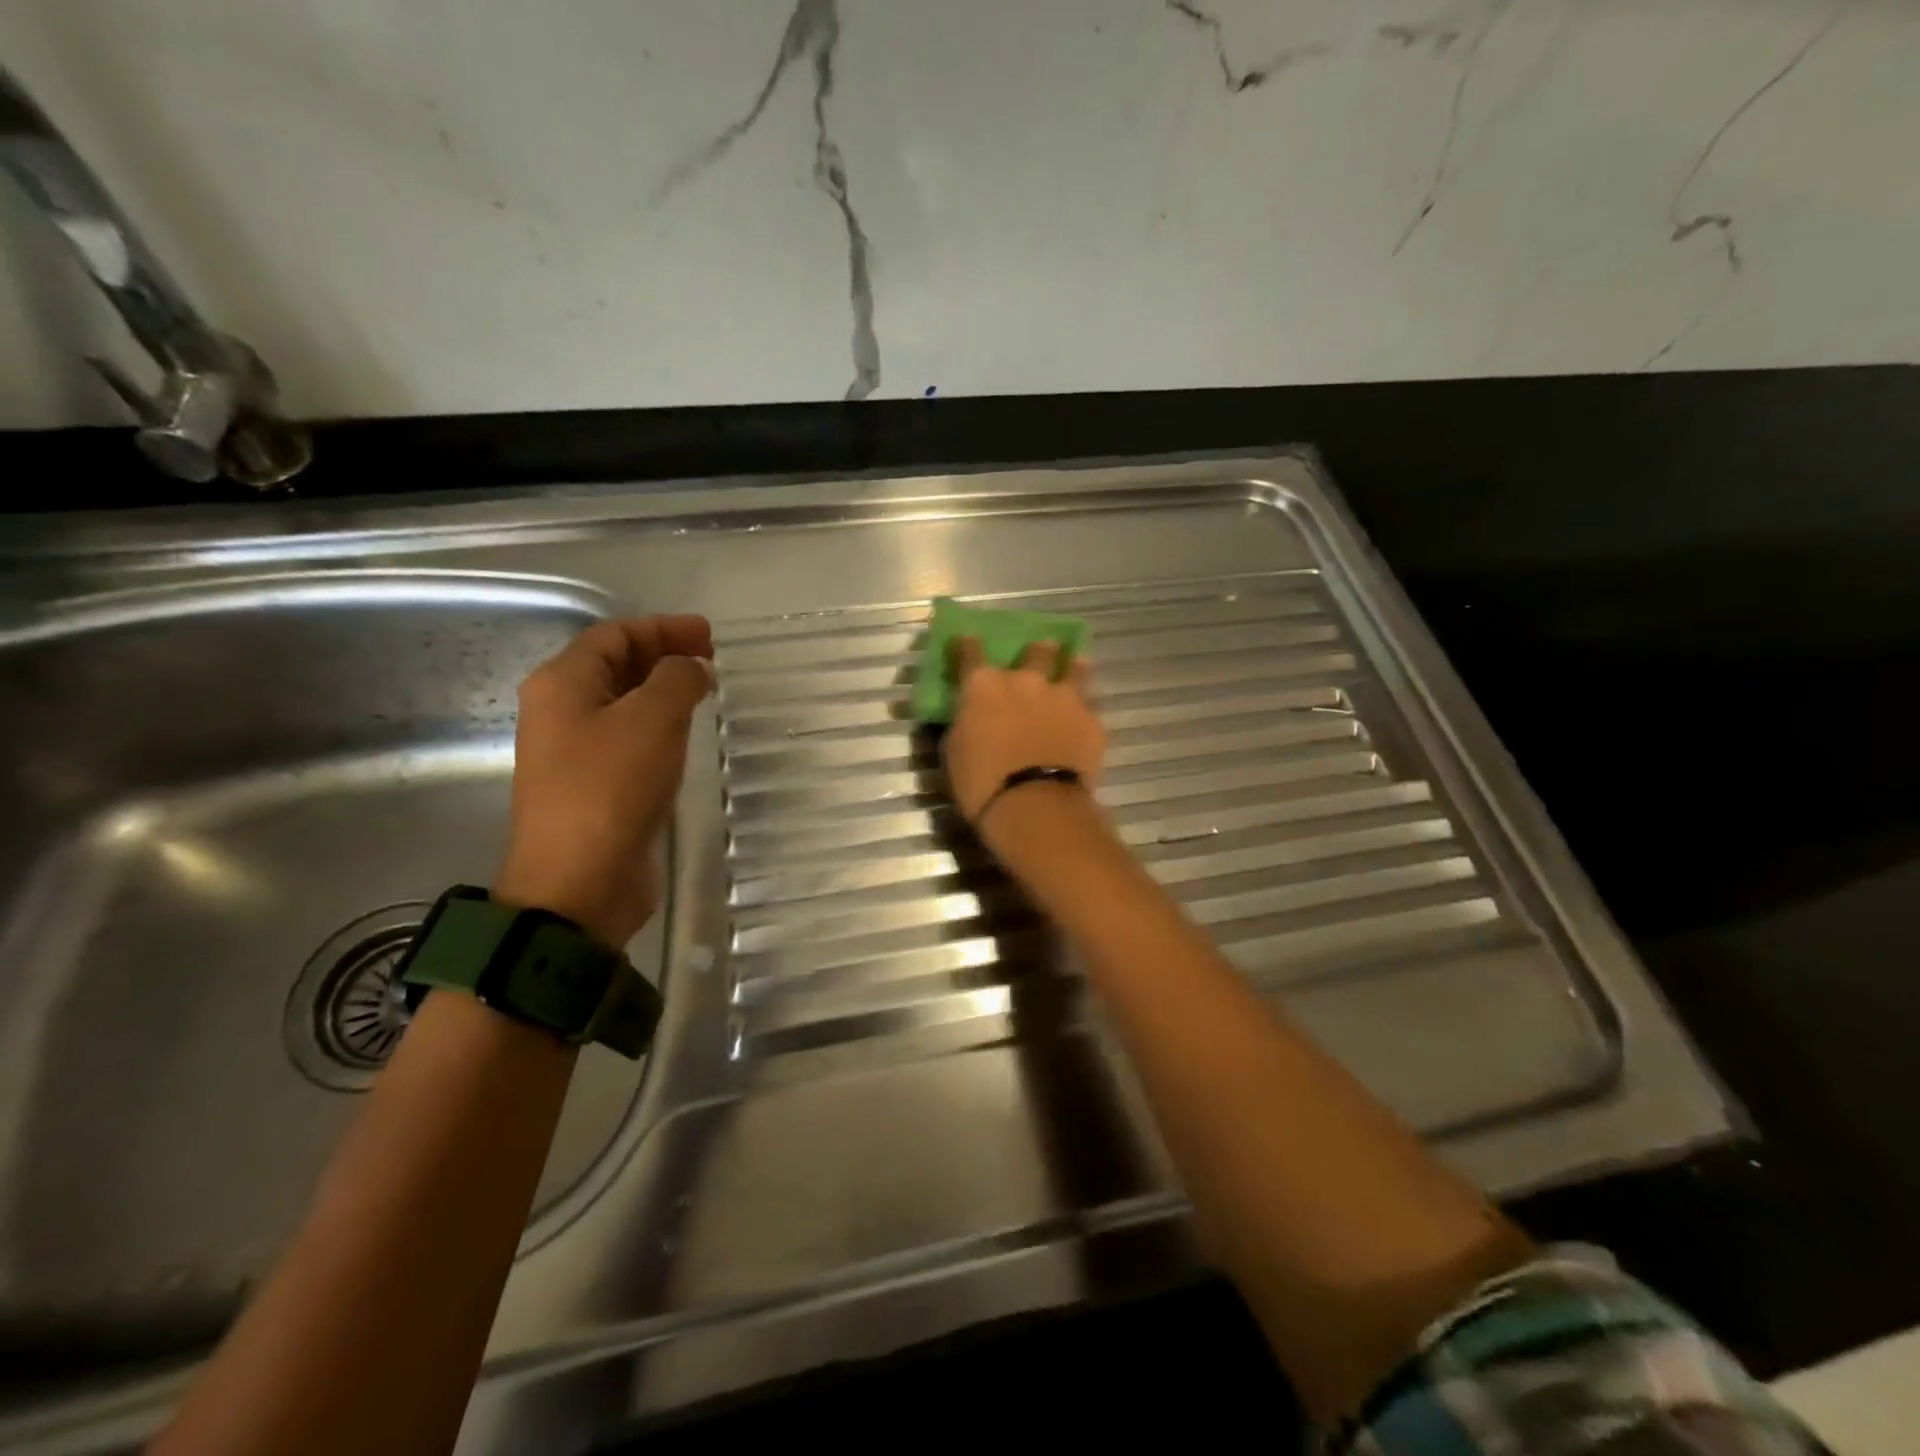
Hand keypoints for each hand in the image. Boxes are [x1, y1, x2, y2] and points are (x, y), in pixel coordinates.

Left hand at [493, 616, 713, 948]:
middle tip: (712, 659)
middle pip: (615, 665)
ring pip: (623, 703)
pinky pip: (628, 738)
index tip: (710, 635)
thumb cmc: (611, 789)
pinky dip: (659, 725)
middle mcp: (560, 711)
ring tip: (706, 691)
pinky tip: (685, 734)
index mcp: (562, 684)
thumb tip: (692, 668)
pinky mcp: (594, 785)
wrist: (579, 882)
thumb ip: (677, 679)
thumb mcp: (652, 720)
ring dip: (663, 690)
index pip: (614, 634)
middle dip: (664, 654)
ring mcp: (574, 751)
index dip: (663, 627)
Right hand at [942, 636, 1105, 825]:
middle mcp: (1026, 680)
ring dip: (1072, 666)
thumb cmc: (981, 783)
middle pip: (1037, 649)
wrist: (1035, 806)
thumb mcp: (955, 750)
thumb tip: (970, 715)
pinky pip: (1090, 705)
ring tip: (1074, 666)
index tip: (968, 639)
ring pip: (1074, 667)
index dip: (967, 644)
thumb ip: (964, 722)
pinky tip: (1084, 717)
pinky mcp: (1092, 720)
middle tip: (1039, 654)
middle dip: (1037, 650)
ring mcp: (1064, 697)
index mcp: (984, 686)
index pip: (971, 651)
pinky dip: (1085, 708)